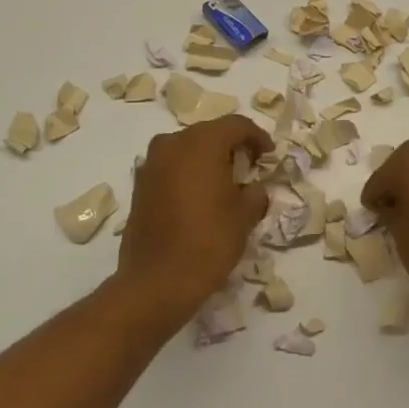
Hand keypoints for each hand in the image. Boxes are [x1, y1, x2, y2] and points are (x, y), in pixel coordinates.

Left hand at [117, 115, 271, 321]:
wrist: (156, 282)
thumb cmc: (208, 241)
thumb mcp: (244, 216)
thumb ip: (255, 192)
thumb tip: (253, 188)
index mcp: (201, 142)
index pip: (236, 125)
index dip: (258, 137)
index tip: (269, 156)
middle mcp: (172, 144)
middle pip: (209, 133)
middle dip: (232, 146)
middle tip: (250, 167)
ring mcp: (151, 164)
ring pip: (187, 150)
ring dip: (208, 160)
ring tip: (226, 183)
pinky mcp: (139, 186)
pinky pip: (171, 168)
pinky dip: (188, 174)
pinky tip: (200, 197)